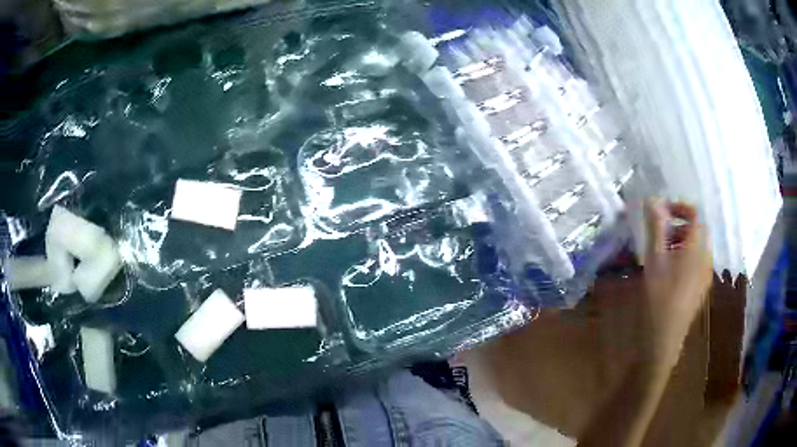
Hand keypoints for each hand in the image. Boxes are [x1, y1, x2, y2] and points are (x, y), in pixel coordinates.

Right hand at [642, 199, 712, 366]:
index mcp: (697, 247)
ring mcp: (706, 274)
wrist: (664, 338)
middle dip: (679, 226)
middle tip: (660, 235)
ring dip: (682, 242)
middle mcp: (706, 257)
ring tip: (663, 255)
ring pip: (698, 246)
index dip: (678, 207)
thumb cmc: (659, 297)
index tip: (660, 213)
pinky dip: (686, 257)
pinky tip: (671, 273)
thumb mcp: (654, 259)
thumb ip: (655, 227)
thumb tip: (652, 199)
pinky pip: (698, 262)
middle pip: (697, 230)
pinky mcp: (702, 287)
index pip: (694, 214)